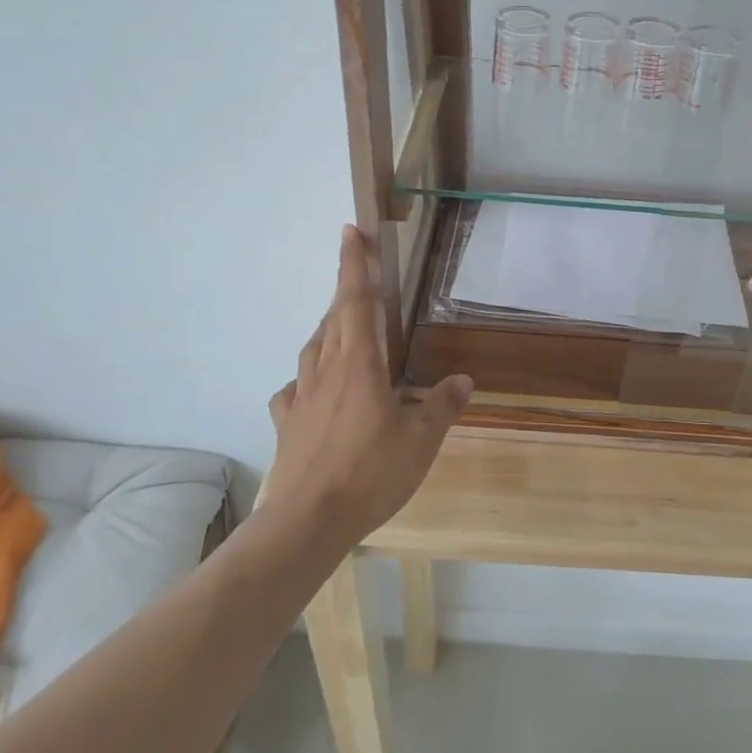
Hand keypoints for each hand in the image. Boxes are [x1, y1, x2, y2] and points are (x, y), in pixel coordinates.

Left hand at [263, 226, 472, 543]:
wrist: (307, 520)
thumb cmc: (370, 473)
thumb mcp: (421, 441)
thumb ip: (442, 406)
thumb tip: (464, 381)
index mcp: (360, 364)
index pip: (357, 301)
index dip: (355, 264)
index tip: (350, 232)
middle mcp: (326, 370)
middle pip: (334, 318)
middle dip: (346, 289)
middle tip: (359, 275)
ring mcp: (301, 396)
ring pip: (313, 348)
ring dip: (328, 328)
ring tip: (342, 327)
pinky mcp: (288, 423)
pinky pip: (295, 388)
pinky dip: (307, 377)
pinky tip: (313, 388)